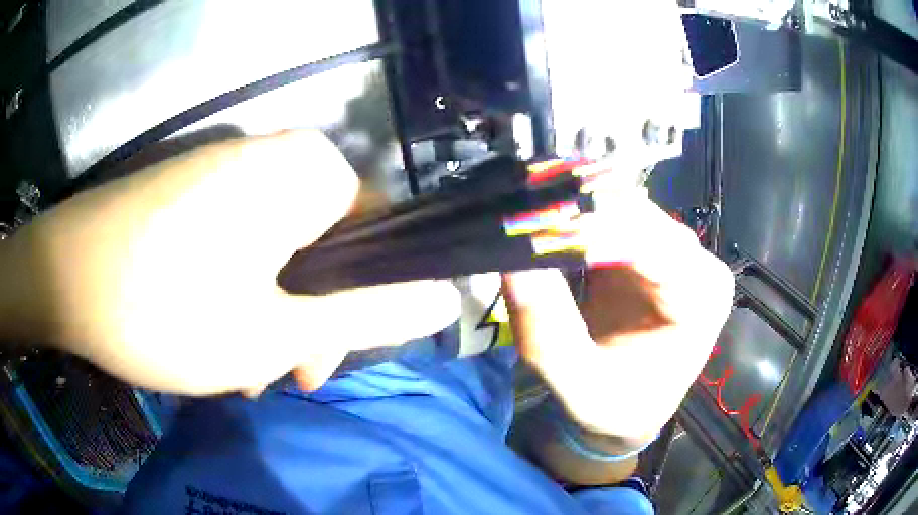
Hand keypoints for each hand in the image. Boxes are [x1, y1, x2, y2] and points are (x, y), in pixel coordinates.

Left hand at [0, 131, 457, 395]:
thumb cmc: (165, 307)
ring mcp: (227, 170)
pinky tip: (208, 332)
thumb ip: (369, 314)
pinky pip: (239, 241)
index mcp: (306, 172)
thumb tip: (446, 299)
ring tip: (235, 365)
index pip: (377, 236)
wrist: (64, 276)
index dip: (360, 305)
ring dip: (267, 314)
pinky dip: (236, 291)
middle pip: (324, 247)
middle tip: (275, 372)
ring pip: (278, 252)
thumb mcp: (278, 328)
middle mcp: (272, 157)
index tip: (321, 358)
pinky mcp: (192, 189)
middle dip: (304, 319)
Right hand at [503, 191, 733, 441]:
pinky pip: (612, 215)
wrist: (628, 408)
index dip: (592, 228)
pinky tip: (546, 221)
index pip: (650, 243)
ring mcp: (675, 249)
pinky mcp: (649, 245)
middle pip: (636, 214)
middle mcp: (697, 262)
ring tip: (526, 215)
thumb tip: (513, 265)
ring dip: (574, 207)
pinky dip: (576, 216)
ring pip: (622, 205)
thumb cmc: (615, 408)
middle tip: (519, 216)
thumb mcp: (579, 387)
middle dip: (578, 211)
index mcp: (701, 298)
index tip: (533, 225)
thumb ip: (549, 335)